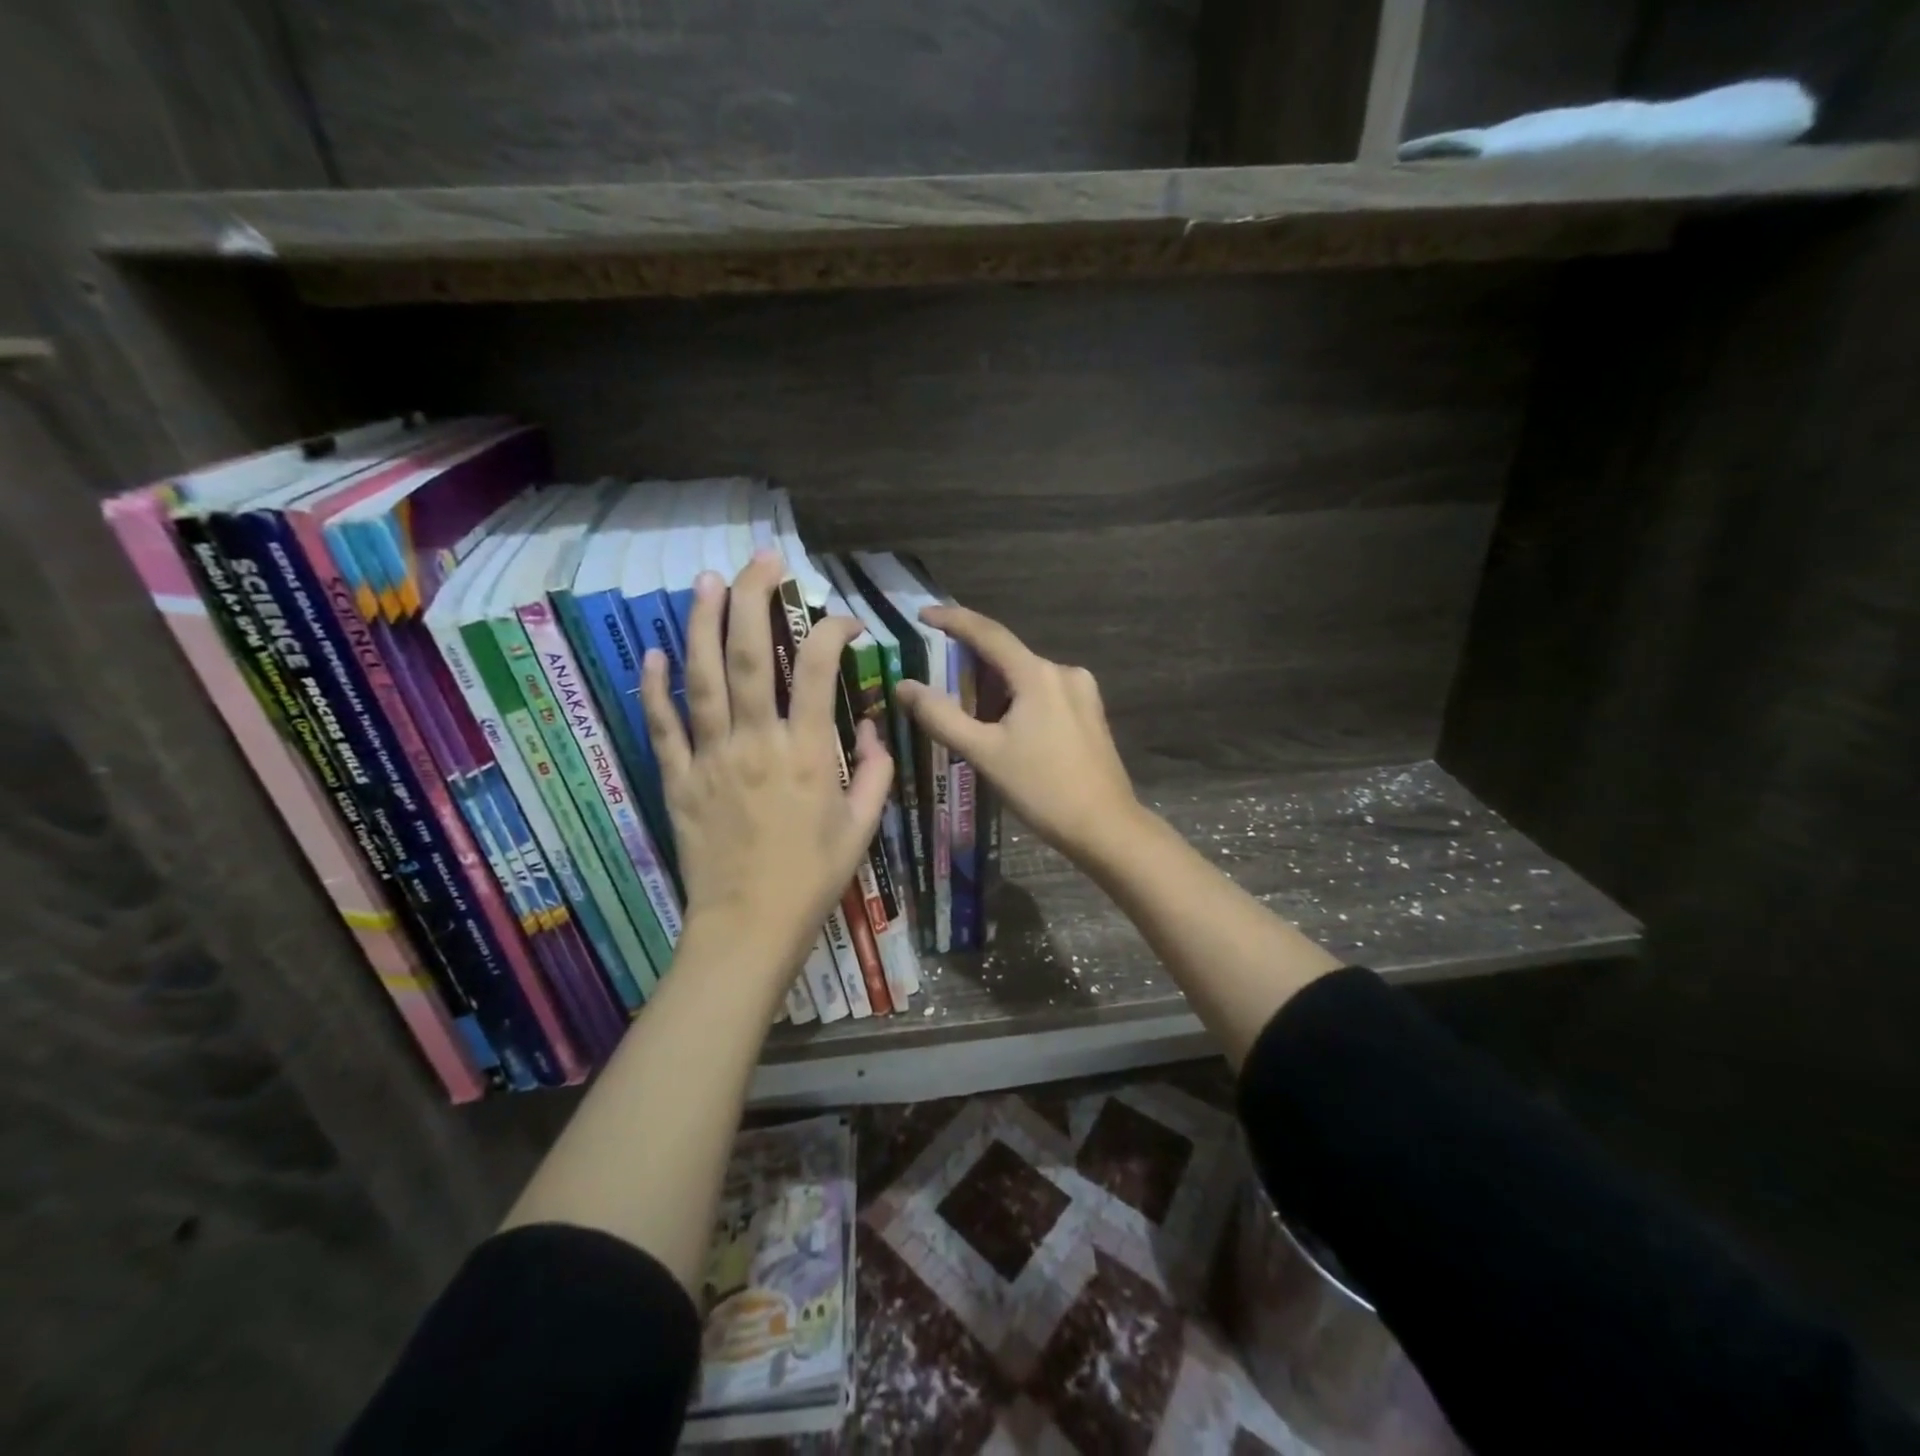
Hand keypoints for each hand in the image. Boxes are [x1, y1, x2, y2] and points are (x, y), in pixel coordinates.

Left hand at [641, 552, 891, 984]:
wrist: (749, 927)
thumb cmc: (813, 878)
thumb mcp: (862, 827)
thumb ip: (874, 771)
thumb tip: (868, 724)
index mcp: (807, 753)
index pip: (820, 670)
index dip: (832, 631)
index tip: (842, 621)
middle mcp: (756, 742)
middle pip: (751, 655)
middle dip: (757, 599)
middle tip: (764, 561)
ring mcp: (711, 758)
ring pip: (703, 677)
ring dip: (705, 624)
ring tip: (709, 581)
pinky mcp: (678, 779)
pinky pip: (662, 726)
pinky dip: (655, 687)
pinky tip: (654, 652)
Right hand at [896, 607, 1142, 863]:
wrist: (1105, 826)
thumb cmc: (1042, 788)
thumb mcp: (984, 753)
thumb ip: (942, 716)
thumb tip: (905, 685)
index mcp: (1038, 675)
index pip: (988, 633)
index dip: (953, 620)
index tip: (923, 615)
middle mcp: (1064, 672)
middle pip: (1008, 656)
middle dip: (971, 661)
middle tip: (936, 672)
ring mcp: (1082, 692)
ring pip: (1026, 677)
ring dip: (995, 685)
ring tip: (965, 706)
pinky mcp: (1090, 713)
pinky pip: (1044, 693)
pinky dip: (1018, 699)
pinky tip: (1003, 724)